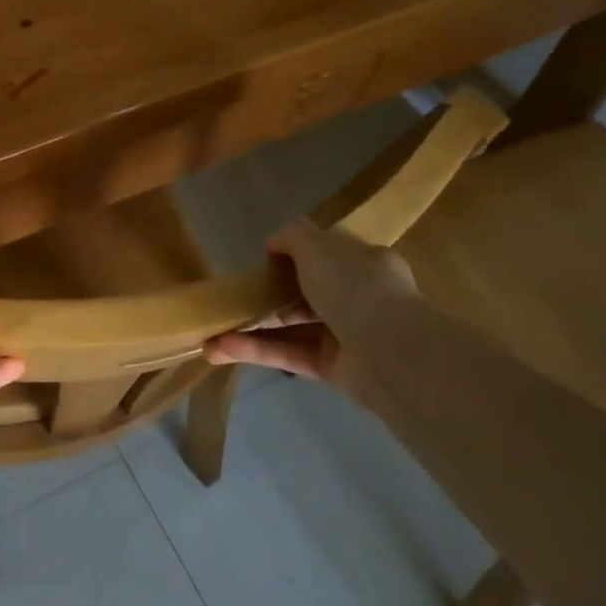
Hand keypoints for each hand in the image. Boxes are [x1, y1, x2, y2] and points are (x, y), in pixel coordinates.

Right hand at [203, 220, 417, 406]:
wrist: (393, 354)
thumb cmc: (355, 288)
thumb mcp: (317, 247)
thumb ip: (292, 237)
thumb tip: (272, 244)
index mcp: (364, 264)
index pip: (328, 256)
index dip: (296, 256)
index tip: (264, 262)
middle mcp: (359, 298)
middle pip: (305, 293)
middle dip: (267, 296)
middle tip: (233, 299)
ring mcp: (346, 335)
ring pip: (292, 327)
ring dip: (252, 327)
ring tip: (212, 331)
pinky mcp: (334, 368)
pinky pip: (290, 354)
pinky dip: (257, 350)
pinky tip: (222, 348)